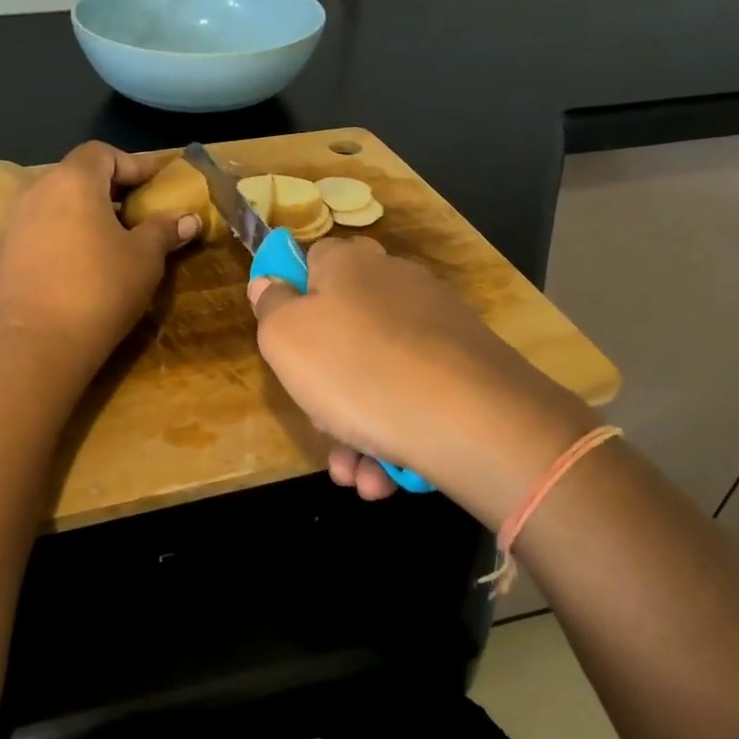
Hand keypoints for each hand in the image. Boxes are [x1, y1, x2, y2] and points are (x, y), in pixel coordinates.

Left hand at [0, 142, 197, 375]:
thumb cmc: (99, 289)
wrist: (36, 344)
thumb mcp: (144, 258)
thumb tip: (189, 219)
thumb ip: (164, 230)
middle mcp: (37, 190)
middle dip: (111, 189)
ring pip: (58, 202)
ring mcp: (15, 222)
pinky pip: (43, 228)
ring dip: (87, 212)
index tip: (157, 184)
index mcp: (72, 180)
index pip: (103, 153)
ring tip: (115, 239)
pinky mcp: (7, 253)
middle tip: (140, 211)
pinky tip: (85, 262)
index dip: (133, 164)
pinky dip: (67, 233)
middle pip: (78, 175)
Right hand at [248, 238, 597, 525]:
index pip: (311, 261)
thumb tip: (268, 283)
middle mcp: (395, 283)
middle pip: (342, 330)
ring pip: (376, 374)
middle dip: (323, 388)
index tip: (284, 344)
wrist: (470, 419)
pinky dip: (396, 433)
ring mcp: (436, 324)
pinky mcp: (466, 366)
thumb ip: (270, 307)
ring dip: (356, 428)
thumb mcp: (285, 338)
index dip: (291, 299)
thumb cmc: (354, 369)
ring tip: (357, 475)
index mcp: (349, 264)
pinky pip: (414, 395)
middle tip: (321, 427)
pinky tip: (387, 476)